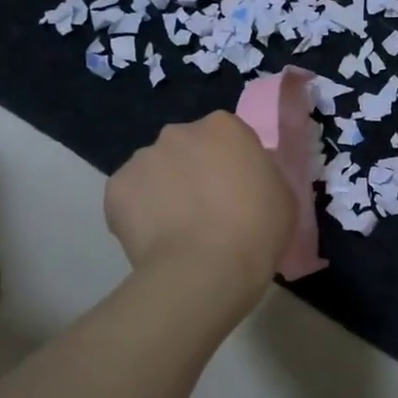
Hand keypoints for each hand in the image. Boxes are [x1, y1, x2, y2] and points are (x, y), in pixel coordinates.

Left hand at [104, 112, 294, 307]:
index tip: (236, 191)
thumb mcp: (282, 194)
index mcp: (223, 126)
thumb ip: (261, 174)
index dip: (230, 164)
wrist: (206, 270)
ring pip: (154, 170)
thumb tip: (244, 179)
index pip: (226, 137)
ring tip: (177, 230)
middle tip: (206, 209)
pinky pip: (129, 197)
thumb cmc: (257, 230)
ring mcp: (142, 158)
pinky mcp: (115, 189)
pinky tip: (154, 239)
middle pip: (186, 148)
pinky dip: (138, 213)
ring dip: (163, 189)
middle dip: (192, 170)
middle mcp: (178, 132)